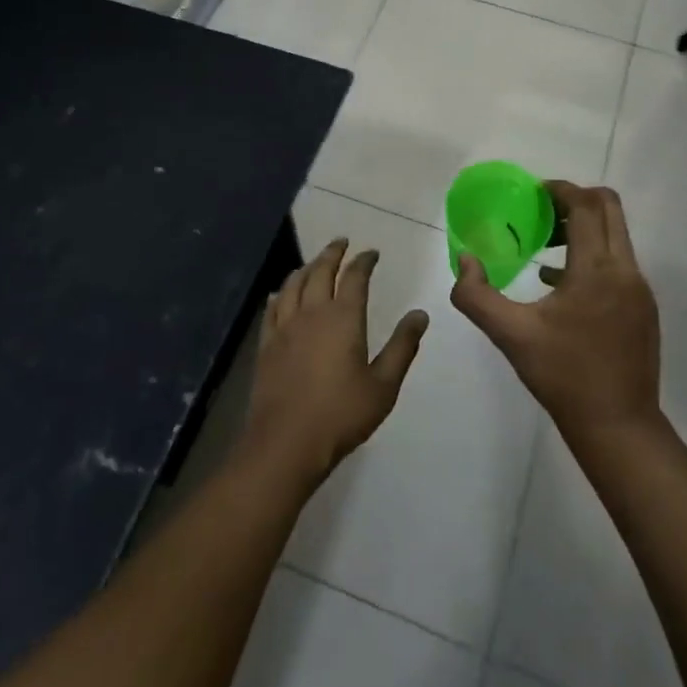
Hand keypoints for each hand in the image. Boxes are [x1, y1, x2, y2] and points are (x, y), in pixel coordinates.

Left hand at [240, 238, 429, 490]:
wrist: (285, 444)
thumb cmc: (341, 415)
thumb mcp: (383, 385)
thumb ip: (403, 347)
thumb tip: (420, 315)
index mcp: (343, 318)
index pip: (355, 277)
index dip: (364, 261)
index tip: (372, 253)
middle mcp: (312, 312)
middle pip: (320, 271)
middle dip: (332, 253)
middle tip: (341, 242)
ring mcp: (285, 328)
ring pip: (293, 284)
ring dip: (306, 267)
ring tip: (314, 262)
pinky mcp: (266, 345)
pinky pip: (272, 308)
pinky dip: (280, 293)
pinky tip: (280, 294)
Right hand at [451, 181, 661, 445]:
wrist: (619, 427)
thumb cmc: (564, 377)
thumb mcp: (511, 335)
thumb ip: (478, 296)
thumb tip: (465, 260)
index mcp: (596, 270)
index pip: (586, 206)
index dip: (560, 190)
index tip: (534, 192)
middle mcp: (625, 270)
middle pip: (610, 208)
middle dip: (576, 200)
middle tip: (542, 212)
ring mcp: (639, 289)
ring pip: (617, 235)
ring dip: (585, 227)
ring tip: (546, 245)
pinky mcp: (644, 307)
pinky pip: (619, 262)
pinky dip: (593, 255)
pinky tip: (559, 283)